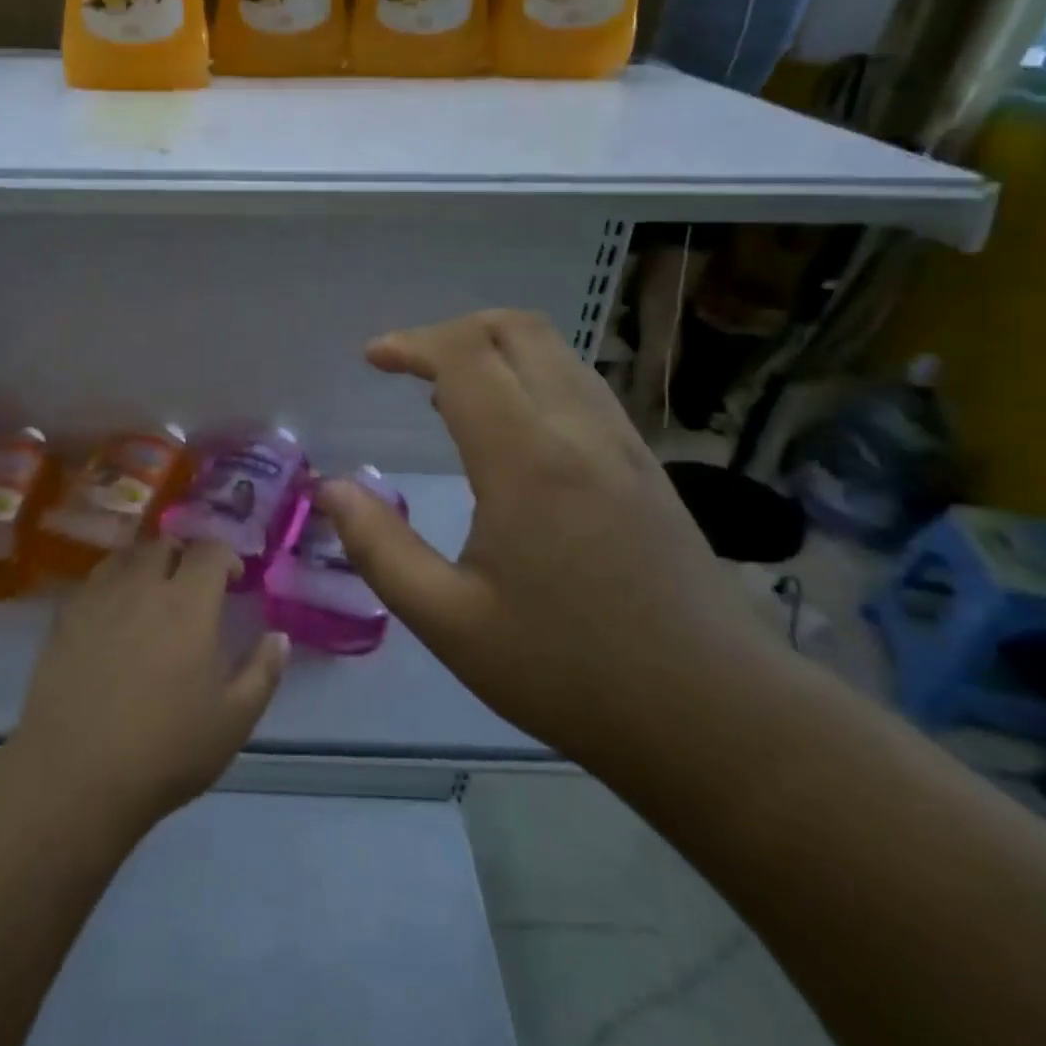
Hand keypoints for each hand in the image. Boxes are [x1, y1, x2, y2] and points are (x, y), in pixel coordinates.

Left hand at [12, 538, 288, 828]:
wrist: (74, 774)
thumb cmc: (164, 750)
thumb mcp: (232, 721)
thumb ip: (262, 672)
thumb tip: (279, 637)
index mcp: (188, 604)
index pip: (210, 551)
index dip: (226, 557)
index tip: (233, 580)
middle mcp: (142, 586)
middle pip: (164, 545)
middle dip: (184, 556)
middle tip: (191, 586)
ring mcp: (98, 598)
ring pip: (126, 556)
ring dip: (146, 563)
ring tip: (152, 593)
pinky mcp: (65, 617)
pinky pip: (94, 580)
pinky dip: (112, 583)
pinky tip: (114, 615)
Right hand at [317, 310, 758, 760]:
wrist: (715, 715)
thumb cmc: (568, 671)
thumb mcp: (449, 621)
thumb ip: (379, 548)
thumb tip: (331, 489)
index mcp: (527, 461)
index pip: (466, 357)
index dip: (412, 344)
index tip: (372, 358)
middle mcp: (580, 431)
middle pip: (517, 330)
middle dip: (452, 331)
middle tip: (406, 365)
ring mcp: (623, 444)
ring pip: (556, 352)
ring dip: (494, 349)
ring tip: (445, 392)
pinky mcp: (646, 465)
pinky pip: (581, 385)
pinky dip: (530, 375)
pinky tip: (508, 428)